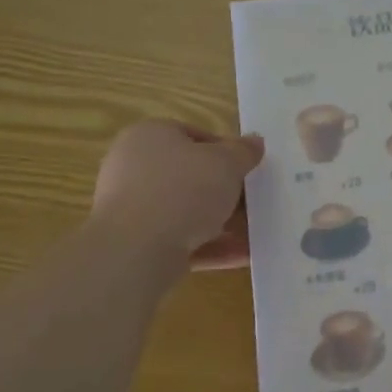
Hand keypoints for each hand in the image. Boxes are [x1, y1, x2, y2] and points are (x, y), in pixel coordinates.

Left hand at [92, 121, 263, 266]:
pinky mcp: (138, 245)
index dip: (225, 150)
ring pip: (188, 212)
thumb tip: (254, 143)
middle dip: (225, 191)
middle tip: (254, 201)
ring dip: (223, 223)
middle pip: (191, 176)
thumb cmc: (183, 189)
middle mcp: (135, 169)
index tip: (247, 168)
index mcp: (149, 136)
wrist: (136, 250)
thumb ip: (244, 152)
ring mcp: (134, 209)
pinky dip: (212, 246)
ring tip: (257, 233)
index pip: (192, 136)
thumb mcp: (226, 162)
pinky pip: (182, 240)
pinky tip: (244, 255)